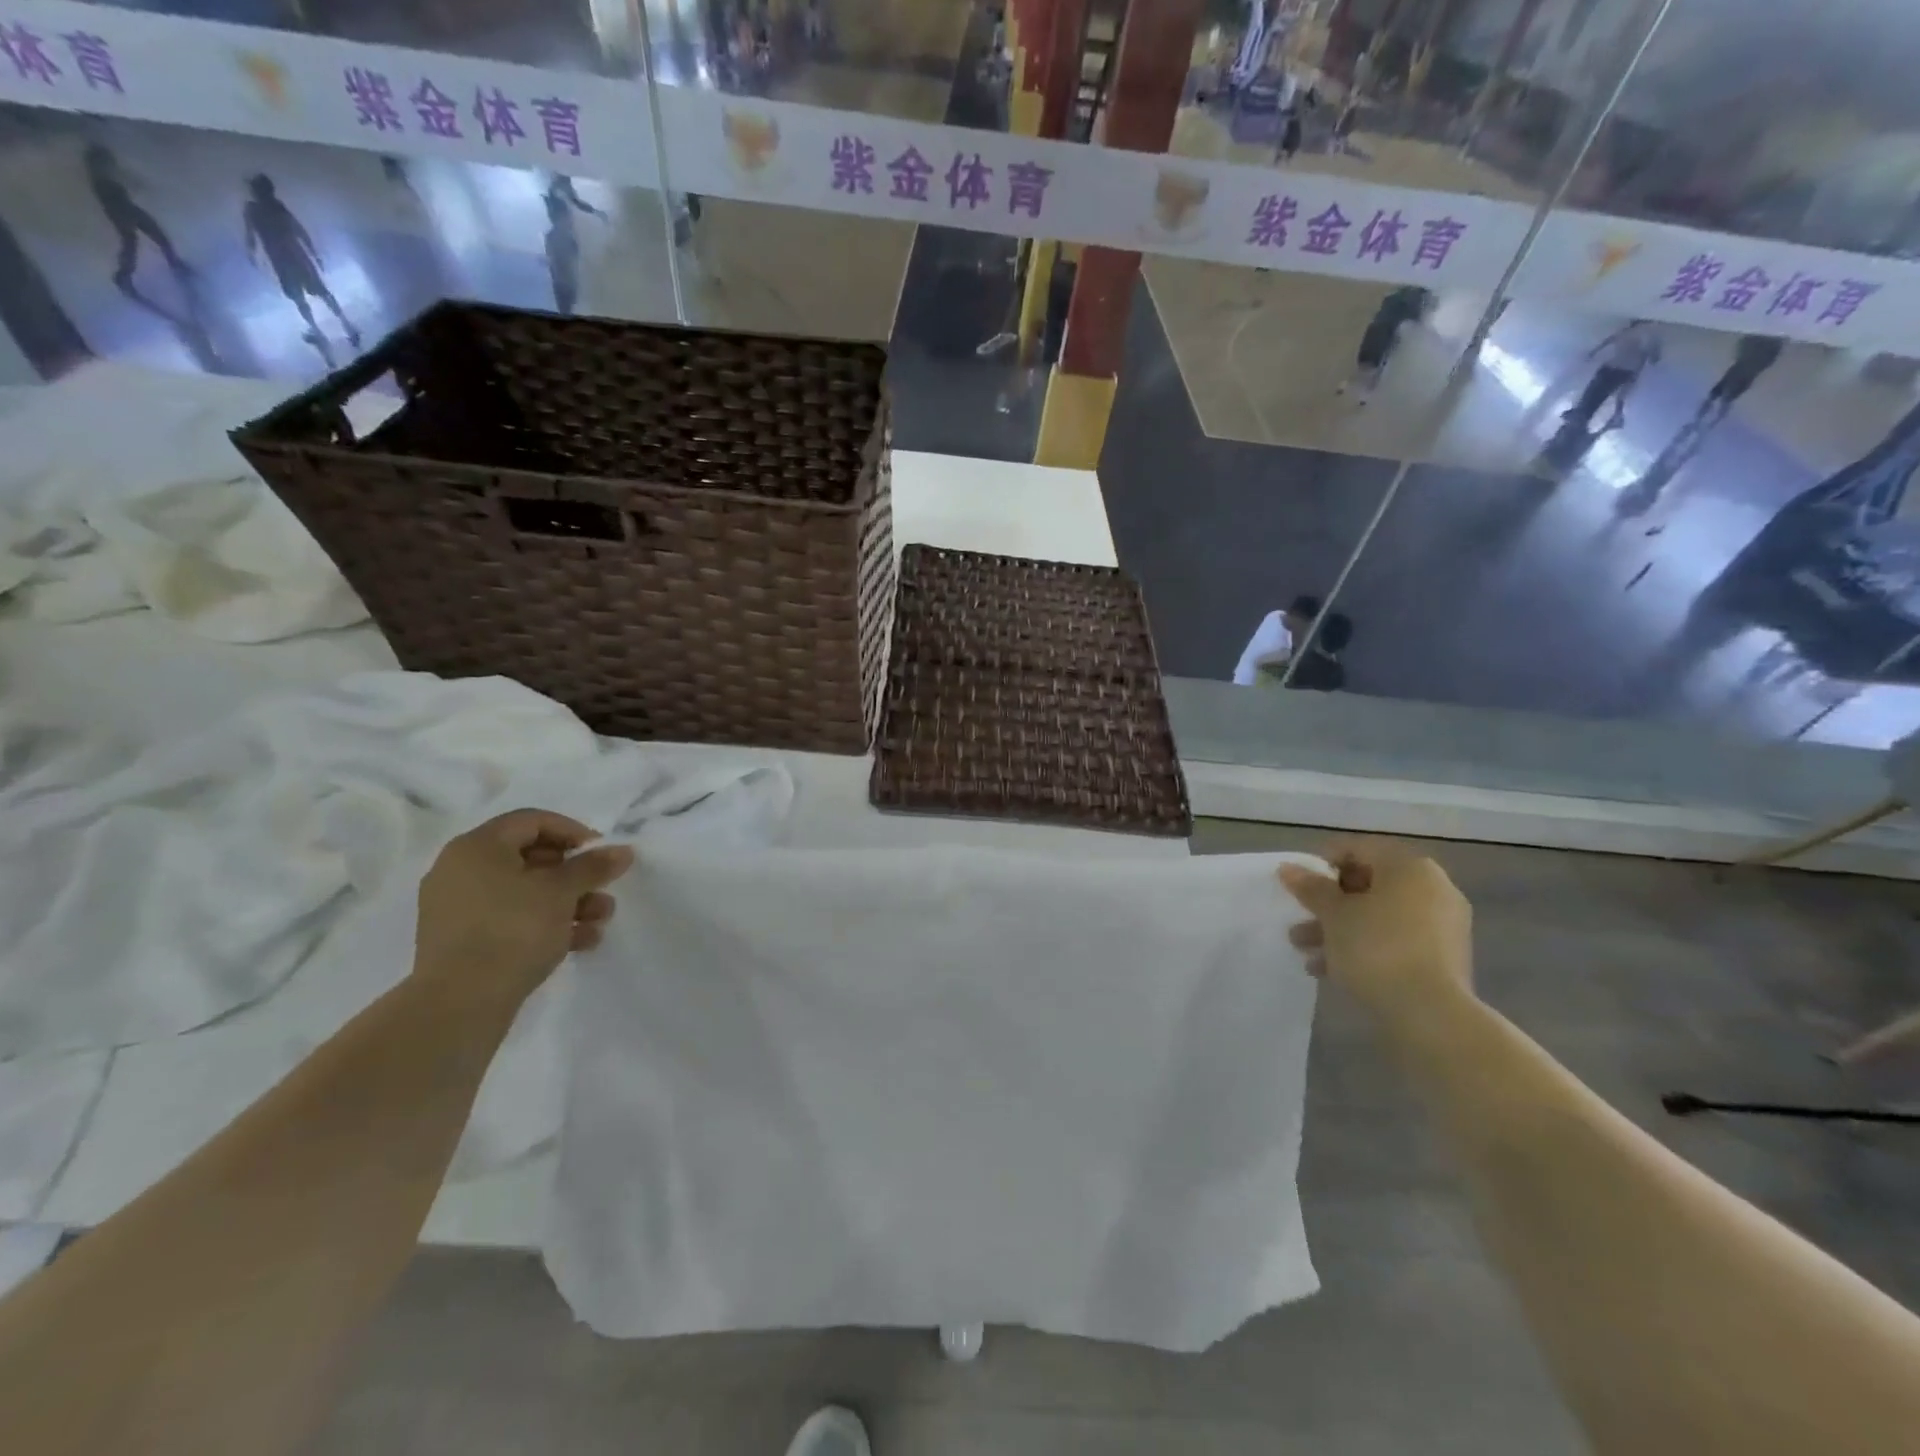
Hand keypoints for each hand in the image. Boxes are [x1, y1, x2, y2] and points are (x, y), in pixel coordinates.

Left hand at [414, 809, 634, 1007]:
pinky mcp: (464, 941)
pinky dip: (546, 924)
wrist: (461, 1004)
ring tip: (600, 920)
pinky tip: (581, 942)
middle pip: (531, 858)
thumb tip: (623, 850)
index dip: (573, 831)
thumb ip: (594, 866)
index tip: (602, 853)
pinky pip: (512, 919)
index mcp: (477, 848)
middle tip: (603, 888)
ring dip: (569, 902)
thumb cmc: (513, 930)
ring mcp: (459, 908)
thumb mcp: (562, 892)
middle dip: (576, 874)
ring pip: (525, 892)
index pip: (532, 821)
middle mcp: (461, 871)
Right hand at [1278, 843, 1474, 1029]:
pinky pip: (1394, 940)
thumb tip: (1289, 868)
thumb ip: (1311, 888)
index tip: (1298, 885)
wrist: (1430, 1015)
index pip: (1358, 848)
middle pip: (1369, 884)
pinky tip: (1331, 969)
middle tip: (1300, 919)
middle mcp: (1432, 889)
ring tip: (1306, 949)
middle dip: (1328, 903)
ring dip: (1340, 928)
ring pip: (1379, 916)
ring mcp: (1442, 925)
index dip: (1323, 862)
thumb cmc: (1376, 948)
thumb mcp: (1334, 914)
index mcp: (1409, 868)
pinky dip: (1364, 947)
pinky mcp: (1442, 958)